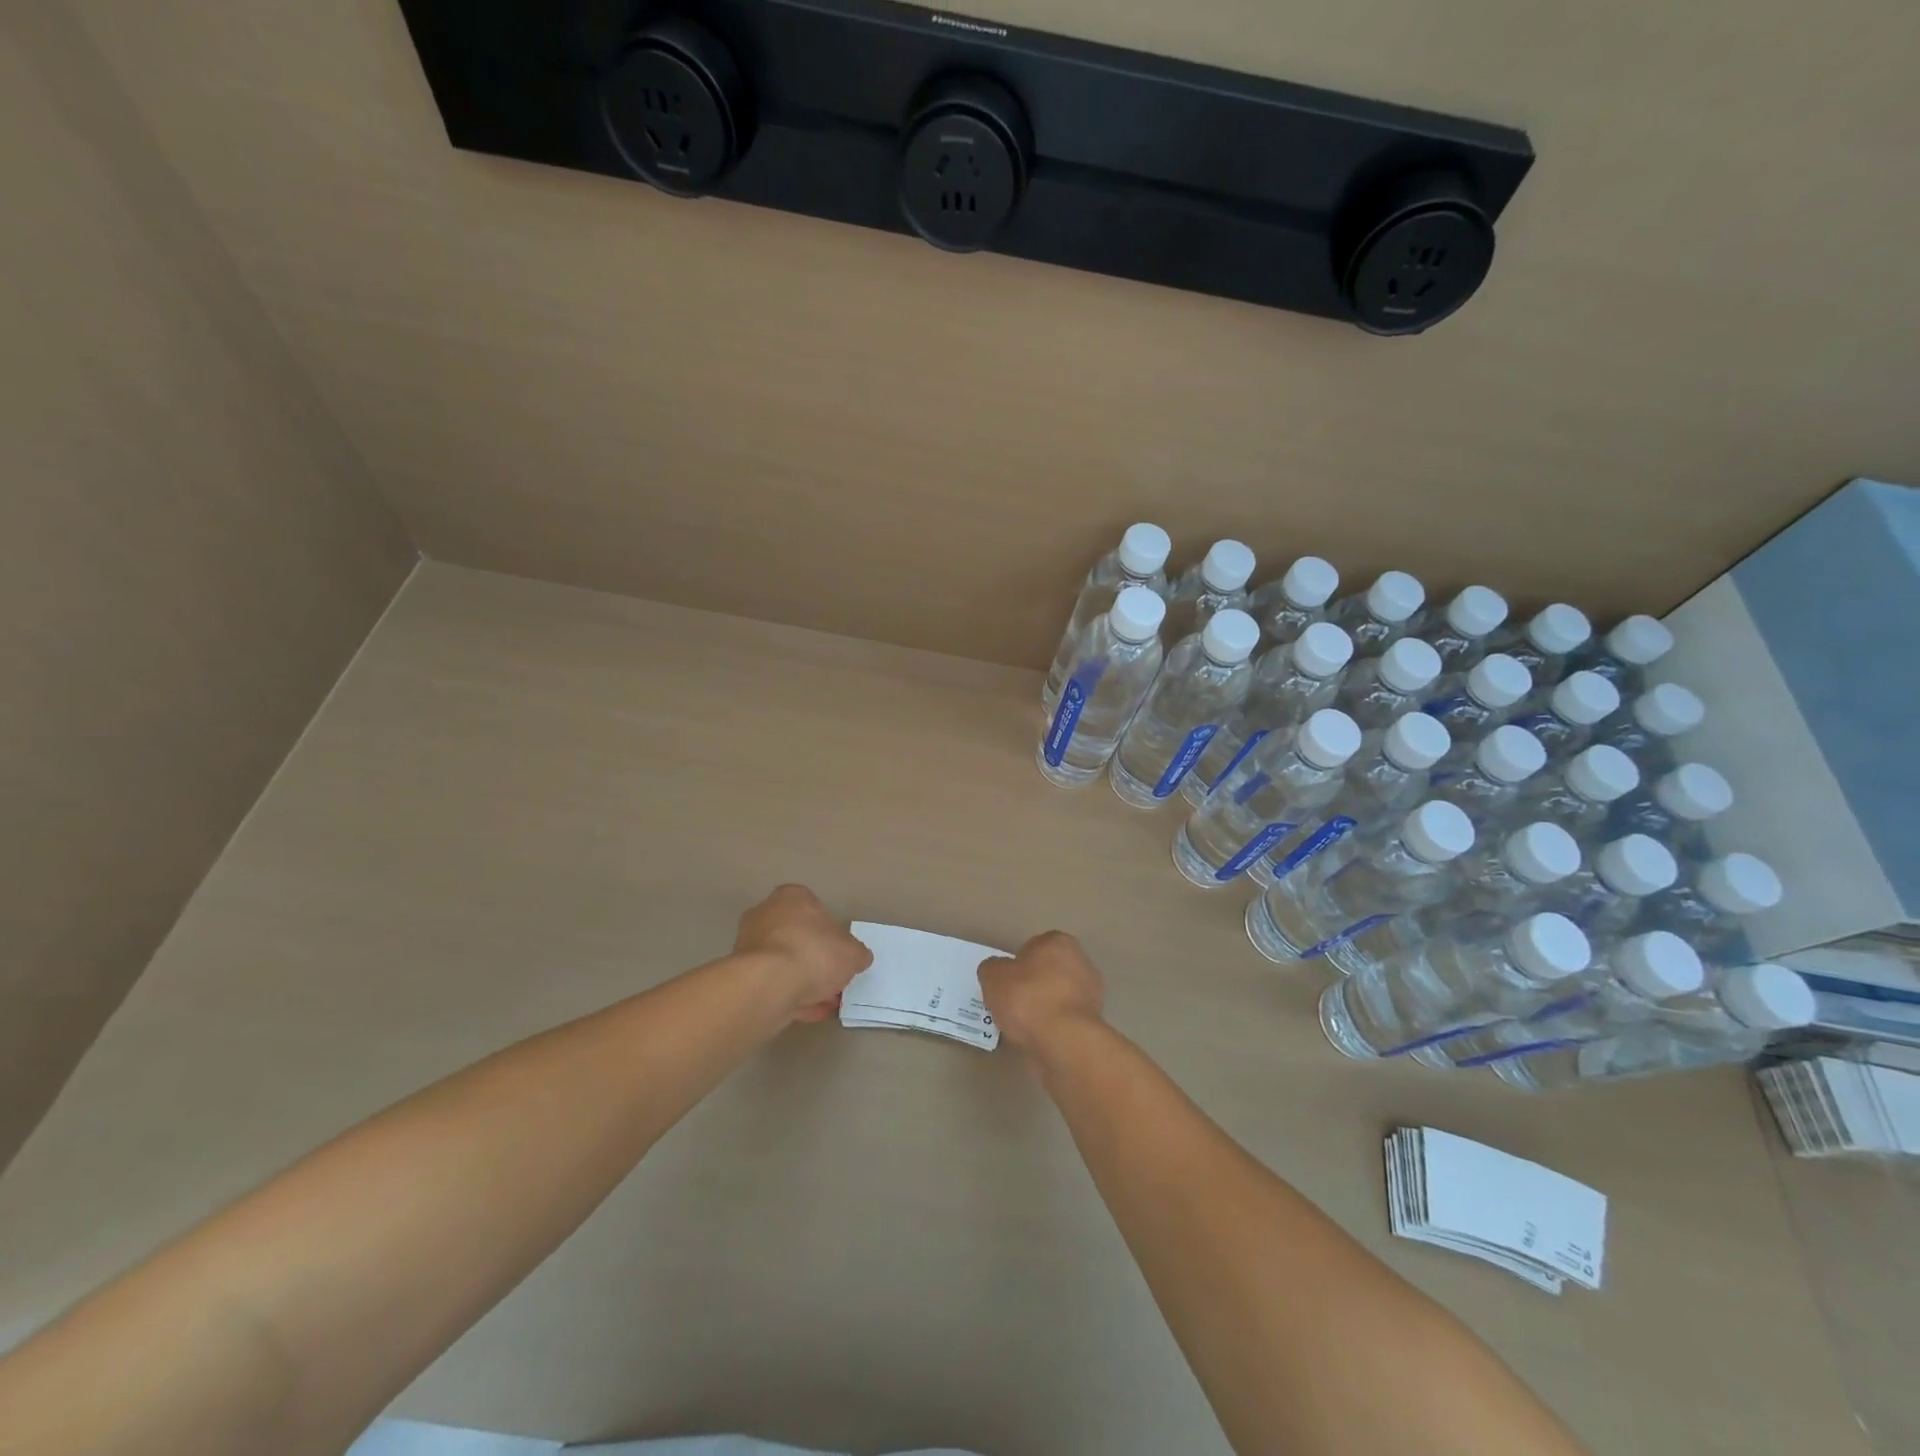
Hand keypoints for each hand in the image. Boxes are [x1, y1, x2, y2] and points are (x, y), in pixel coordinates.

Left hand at [734, 884, 871, 1022]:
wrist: (768, 985)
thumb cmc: (814, 953)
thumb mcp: (853, 953)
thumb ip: (856, 954)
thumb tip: (857, 958)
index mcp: (792, 897)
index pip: (815, 909)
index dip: (831, 934)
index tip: (840, 955)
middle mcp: (766, 914)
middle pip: (797, 937)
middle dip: (815, 960)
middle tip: (833, 981)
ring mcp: (749, 945)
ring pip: (783, 963)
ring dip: (802, 981)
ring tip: (823, 1003)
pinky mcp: (741, 974)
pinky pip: (772, 984)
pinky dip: (789, 996)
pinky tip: (807, 1012)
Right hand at [978, 931, 1105, 1053]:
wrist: (1064, 1040)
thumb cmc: (1027, 998)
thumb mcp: (993, 977)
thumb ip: (992, 968)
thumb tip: (996, 971)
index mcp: (1058, 941)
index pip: (1033, 947)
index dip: (1017, 965)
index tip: (1007, 983)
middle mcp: (1080, 960)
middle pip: (1048, 971)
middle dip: (1034, 985)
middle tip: (1013, 1004)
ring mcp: (1091, 992)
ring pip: (1059, 996)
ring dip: (1045, 1007)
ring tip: (1024, 1026)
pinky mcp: (1094, 1021)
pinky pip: (1066, 1019)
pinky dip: (1055, 1026)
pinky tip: (1040, 1037)